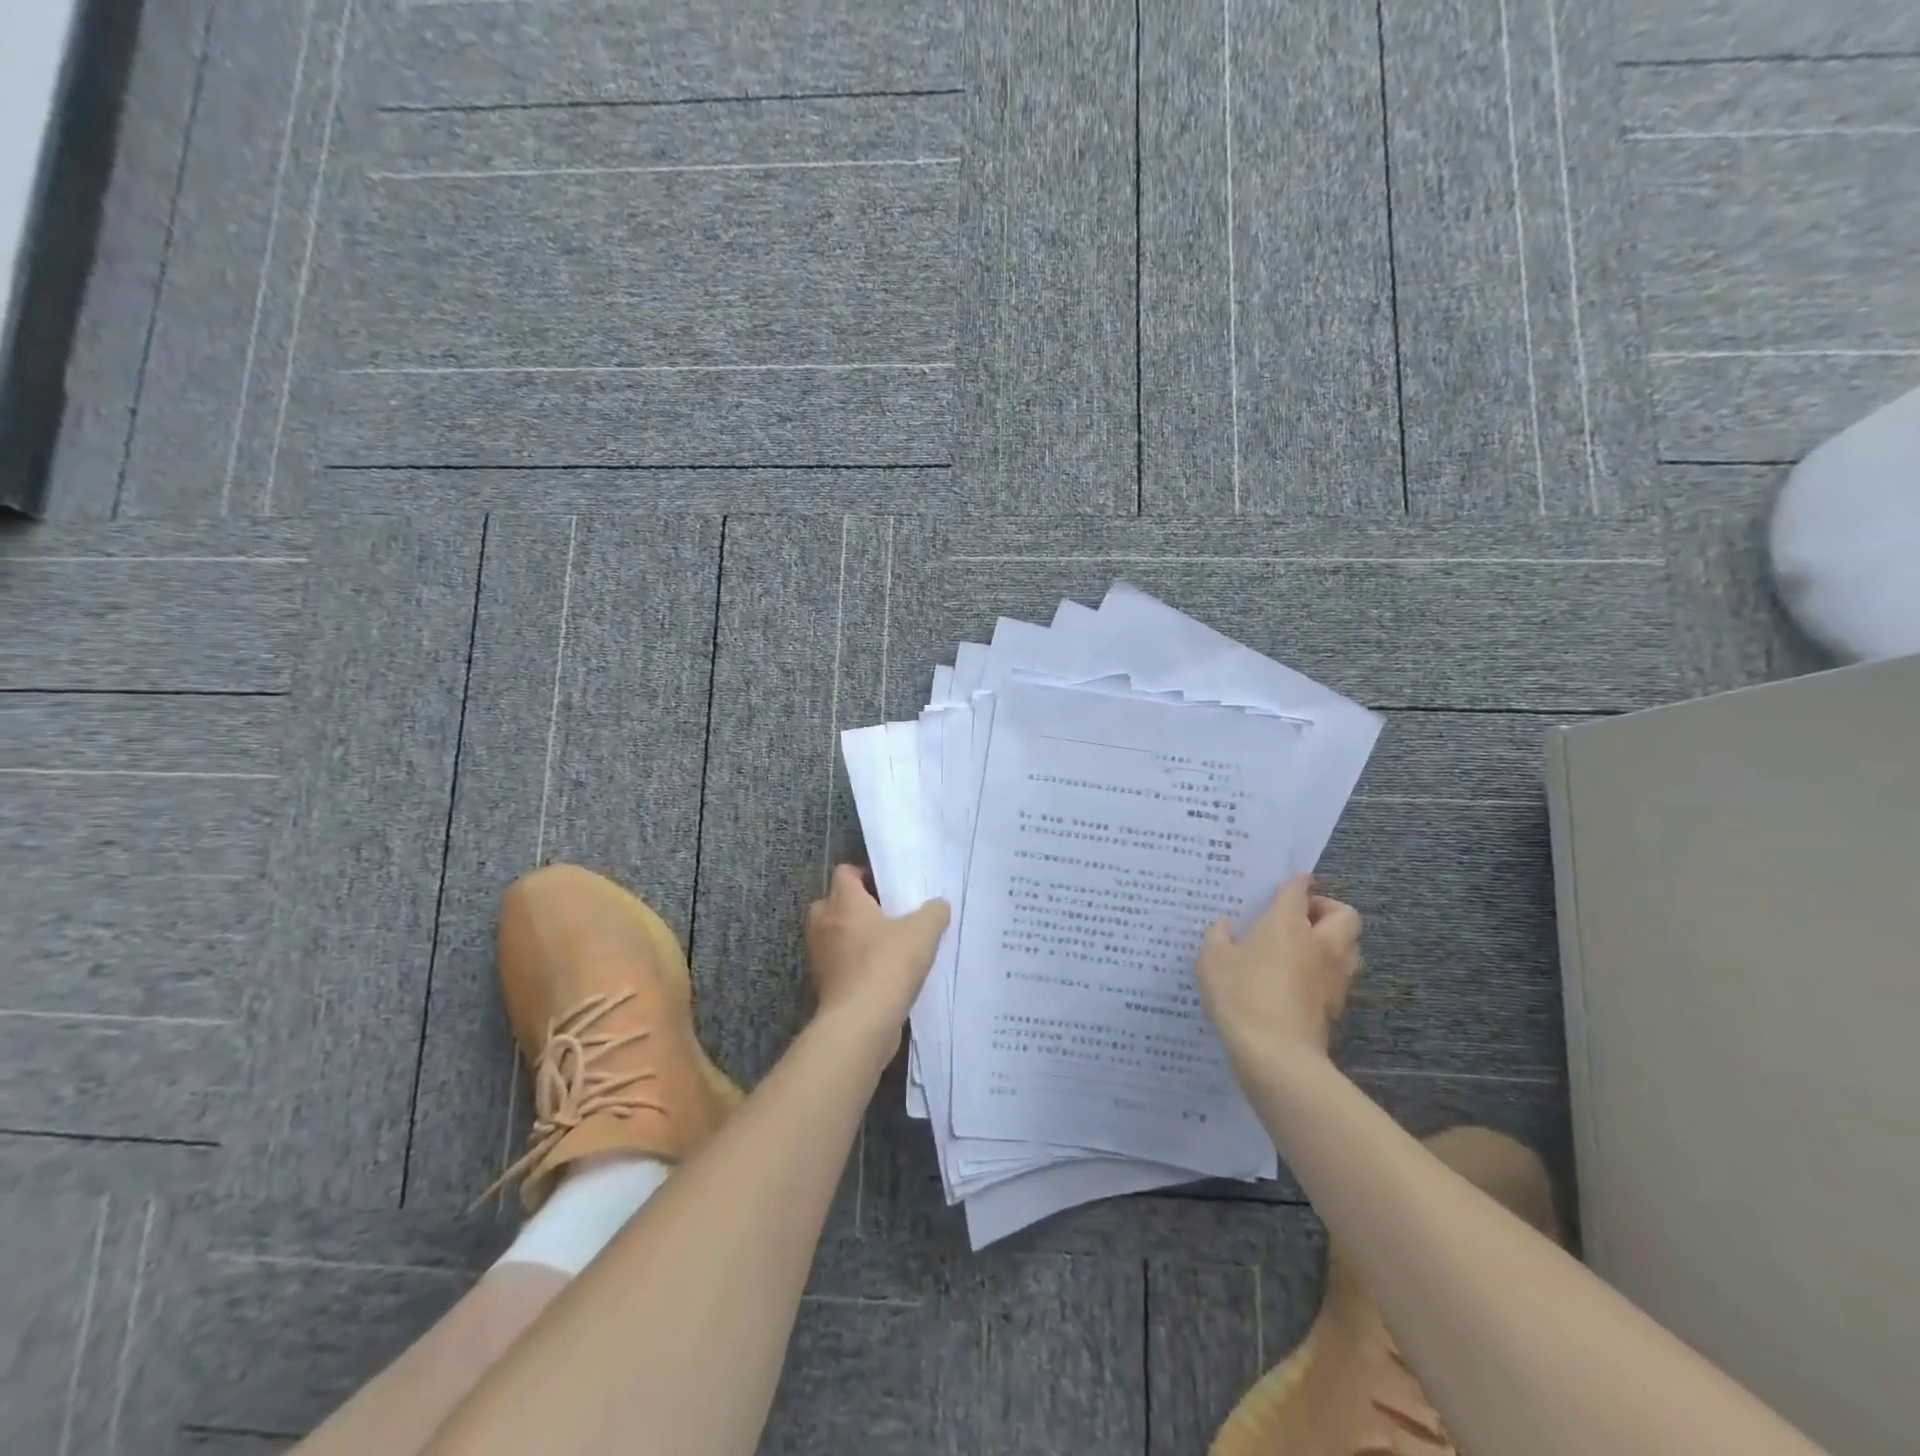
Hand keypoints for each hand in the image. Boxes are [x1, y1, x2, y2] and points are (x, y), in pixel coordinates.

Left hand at [805, 865, 950, 1038]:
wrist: (861, 1023)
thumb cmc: (887, 964)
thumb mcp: (923, 932)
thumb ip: (933, 913)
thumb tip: (938, 905)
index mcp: (844, 902)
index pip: (844, 873)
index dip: (865, 875)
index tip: (888, 888)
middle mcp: (824, 924)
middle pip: (833, 903)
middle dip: (856, 907)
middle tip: (885, 915)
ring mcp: (821, 957)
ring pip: (835, 936)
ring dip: (855, 938)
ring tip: (887, 946)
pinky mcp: (824, 985)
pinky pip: (839, 964)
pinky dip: (855, 966)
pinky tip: (883, 974)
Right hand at [1196, 874, 1362, 1073]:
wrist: (1275, 1054)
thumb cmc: (1241, 995)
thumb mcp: (1213, 961)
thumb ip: (1218, 937)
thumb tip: (1225, 927)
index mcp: (1288, 925)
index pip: (1299, 891)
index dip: (1297, 882)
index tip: (1293, 880)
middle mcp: (1319, 944)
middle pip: (1346, 915)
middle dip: (1328, 910)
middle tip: (1302, 917)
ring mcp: (1333, 977)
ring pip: (1351, 948)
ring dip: (1334, 942)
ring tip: (1305, 949)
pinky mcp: (1336, 1007)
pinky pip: (1339, 978)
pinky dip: (1326, 974)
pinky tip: (1299, 982)